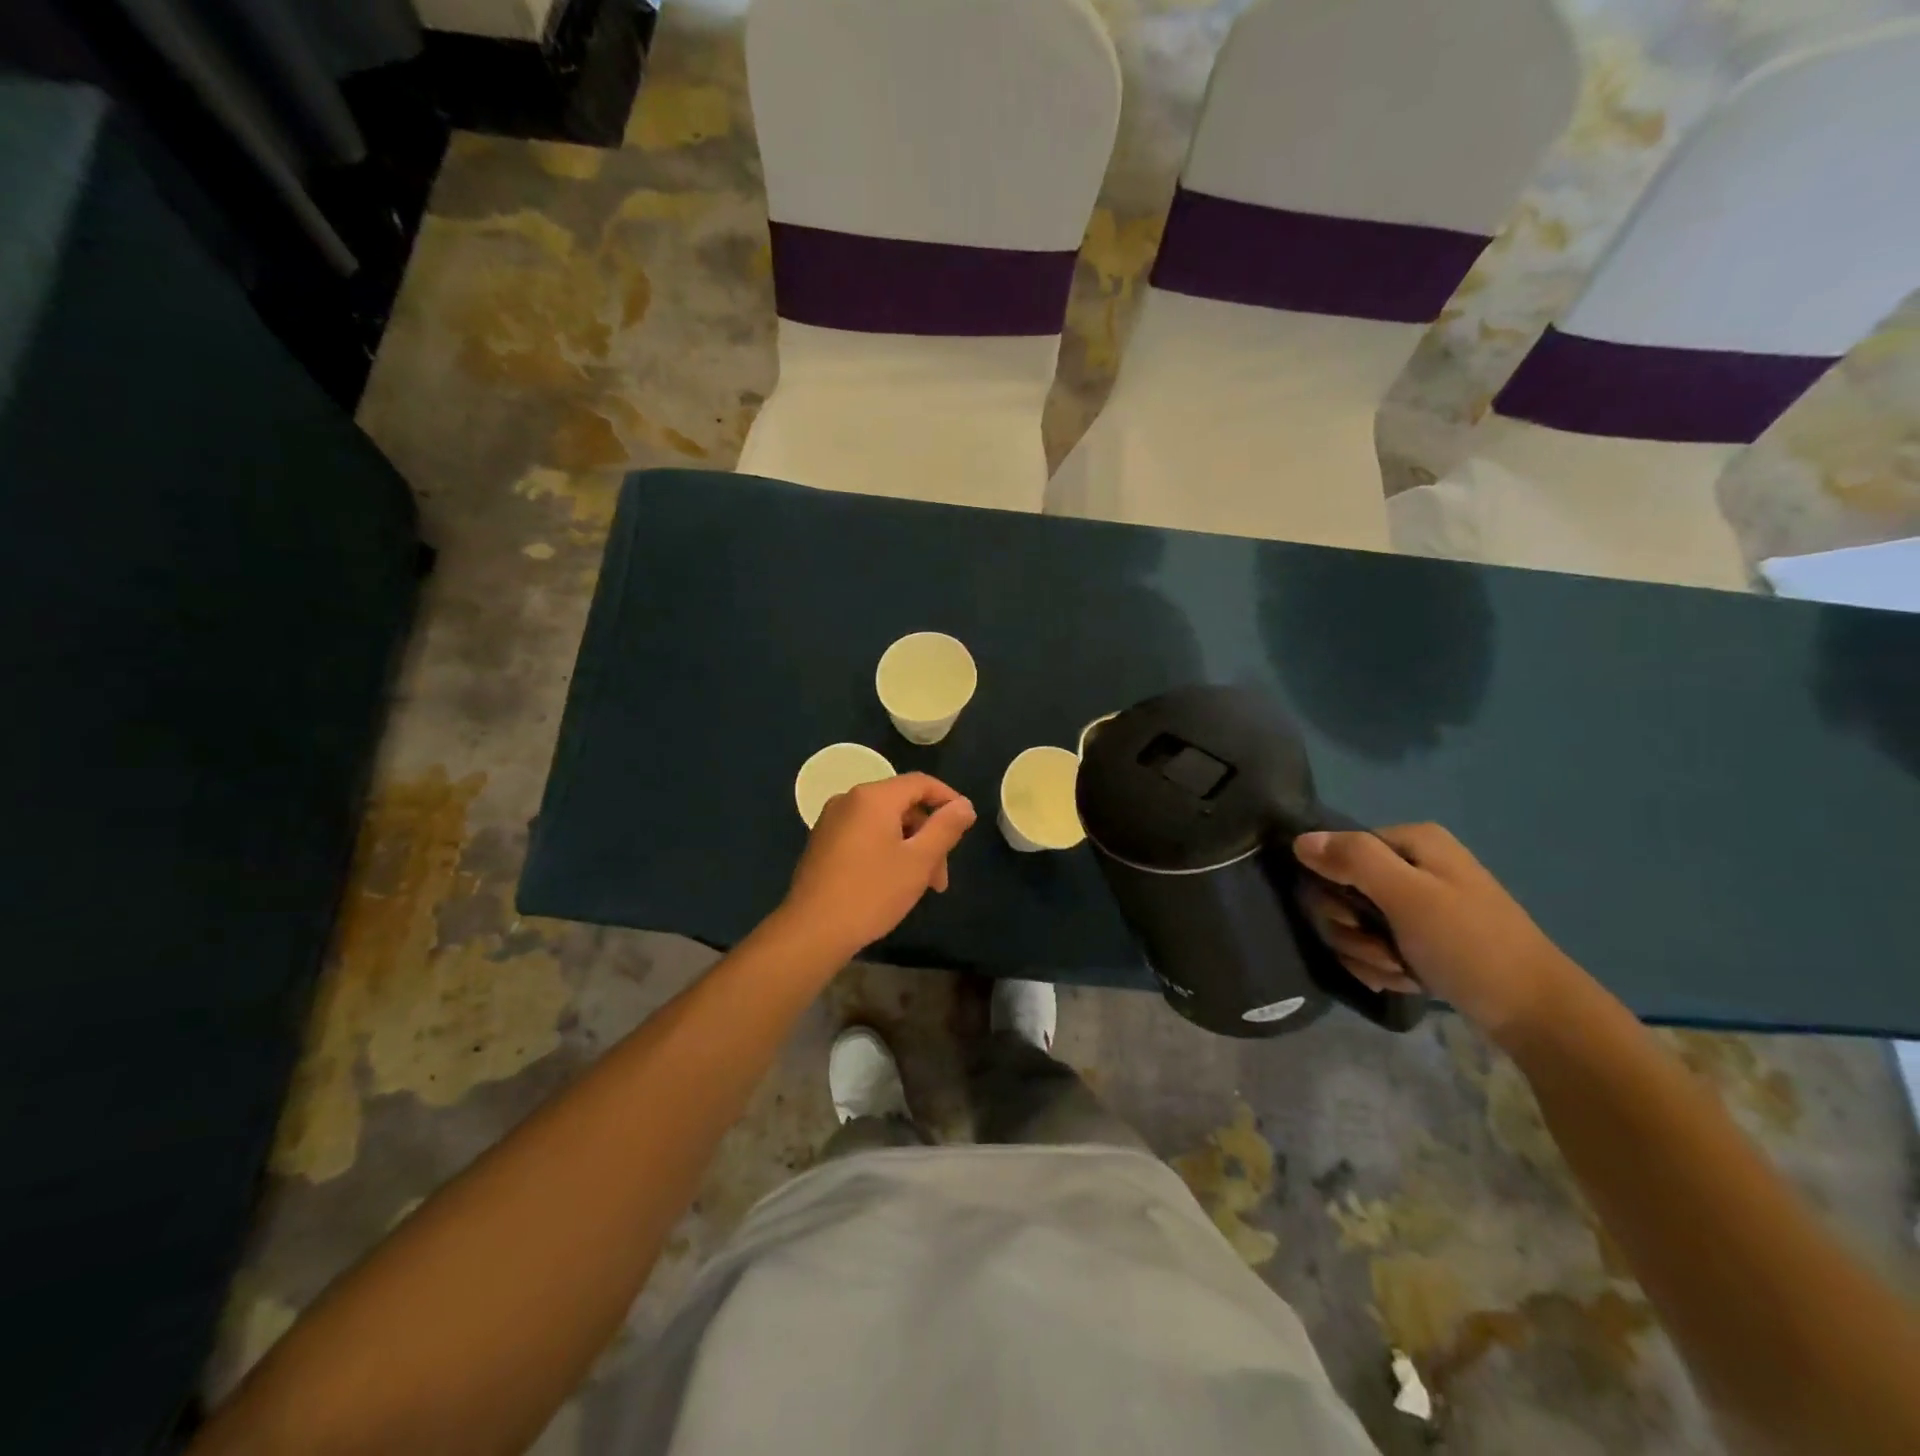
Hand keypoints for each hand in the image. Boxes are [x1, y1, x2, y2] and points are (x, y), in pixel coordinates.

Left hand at [781, 773, 976, 958]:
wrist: (812, 931)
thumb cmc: (871, 892)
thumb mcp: (919, 861)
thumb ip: (945, 828)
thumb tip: (964, 805)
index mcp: (873, 797)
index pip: (921, 783)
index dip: (948, 799)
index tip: (966, 826)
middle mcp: (849, 800)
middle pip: (902, 805)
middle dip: (928, 836)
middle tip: (940, 878)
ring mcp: (831, 821)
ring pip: (884, 824)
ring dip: (909, 849)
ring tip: (920, 887)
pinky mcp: (822, 843)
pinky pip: (864, 835)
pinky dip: (886, 851)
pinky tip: (892, 883)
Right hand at [1293, 823, 1578, 1044]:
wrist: (1534, 1013)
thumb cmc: (1470, 945)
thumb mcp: (1408, 896)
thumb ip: (1353, 860)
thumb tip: (1299, 840)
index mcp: (1412, 843)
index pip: (1336, 851)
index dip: (1336, 888)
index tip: (1361, 918)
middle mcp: (1410, 865)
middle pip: (1339, 891)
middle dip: (1353, 929)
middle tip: (1385, 949)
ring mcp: (1414, 904)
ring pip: (1352, 924)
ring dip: (1367, 954)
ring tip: (1402, 969)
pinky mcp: (1418, 938)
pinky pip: (1372, 946)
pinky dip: (1383, 967)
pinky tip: (1407, 980)